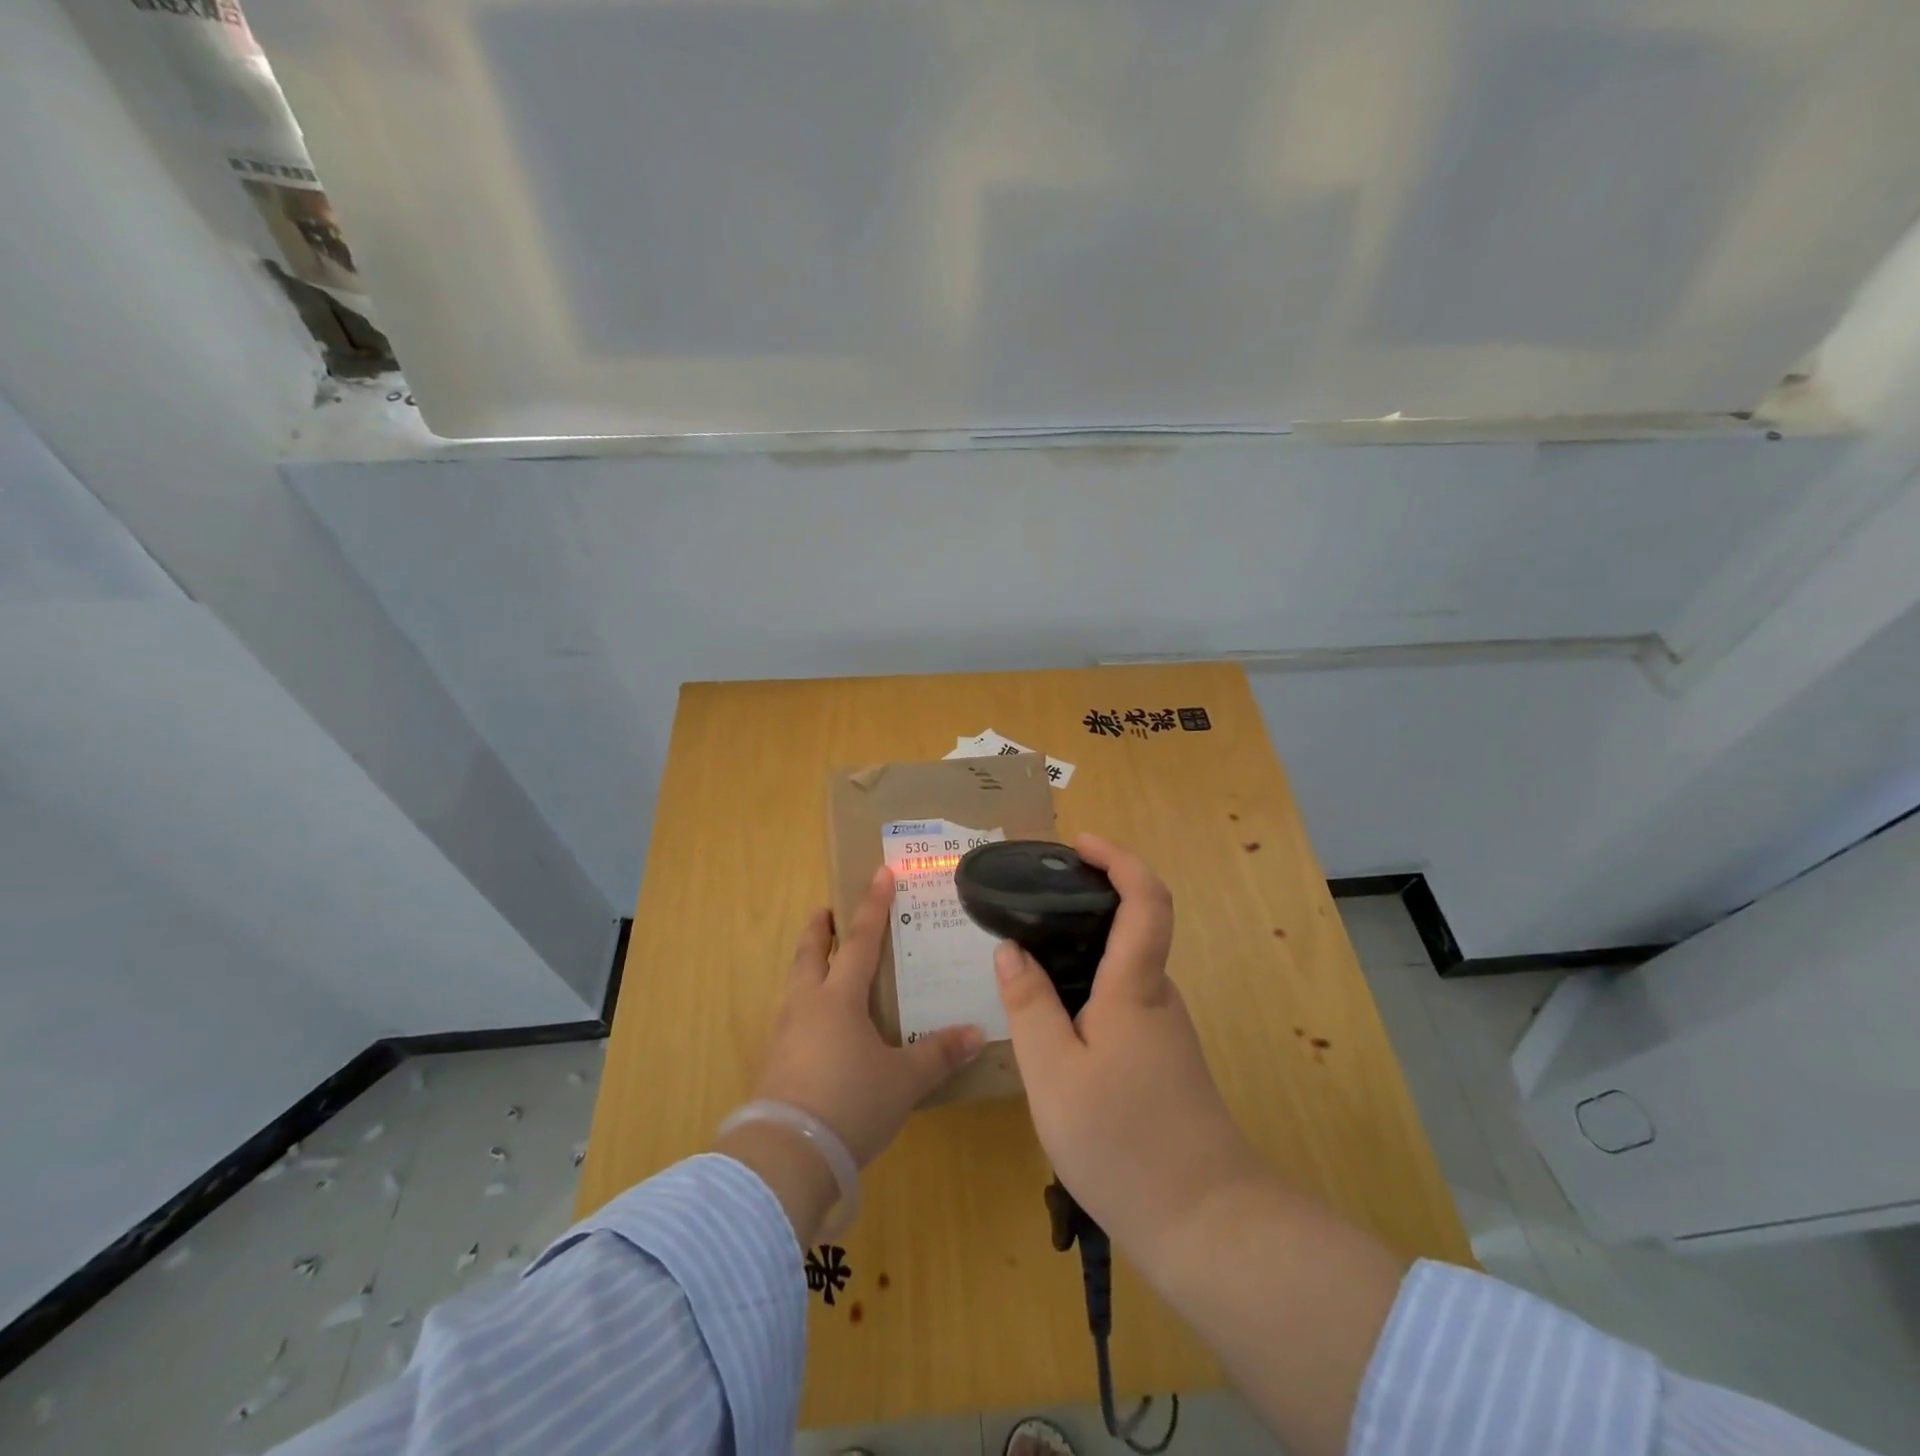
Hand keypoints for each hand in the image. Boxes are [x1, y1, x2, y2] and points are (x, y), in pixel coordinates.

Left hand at [754, 865, 983, 1165]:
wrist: (786, 1157)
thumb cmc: (850, 1104)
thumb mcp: (903, 1081)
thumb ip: (939, 1054)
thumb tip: (977, 1033)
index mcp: (839, 998)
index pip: (861, 940)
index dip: (874, 906)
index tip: (880, 873)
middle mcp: (807, 1006)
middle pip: (811, 953)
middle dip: (821, 928)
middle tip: (827, 910)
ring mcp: (784, 1034)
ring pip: (795, 984)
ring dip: (808, 964)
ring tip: (821, 963)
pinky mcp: (774, 1063)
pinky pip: (791, 1016)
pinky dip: (804, 1003)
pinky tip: (816, 1024)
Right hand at [993, 834, 1260, 1263]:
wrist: (1205, 1223)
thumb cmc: (1122, 1141)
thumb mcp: (1053, 1073)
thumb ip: (1028, 1005)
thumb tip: (1012, 950)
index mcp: (1136, 987)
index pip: (1145, 898)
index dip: (1119, 859)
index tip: (1080, 844)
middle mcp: (1158, 998)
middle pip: (1133, 928)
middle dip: (1088, 901)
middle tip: (1031, 904)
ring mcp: (1166, 1031)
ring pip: (1123, 970)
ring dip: (1082, 950)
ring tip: (1029, 960)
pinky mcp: (1163, 1061)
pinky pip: (1123, 1003)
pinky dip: (1088, 989)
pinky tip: (1053, 1022)